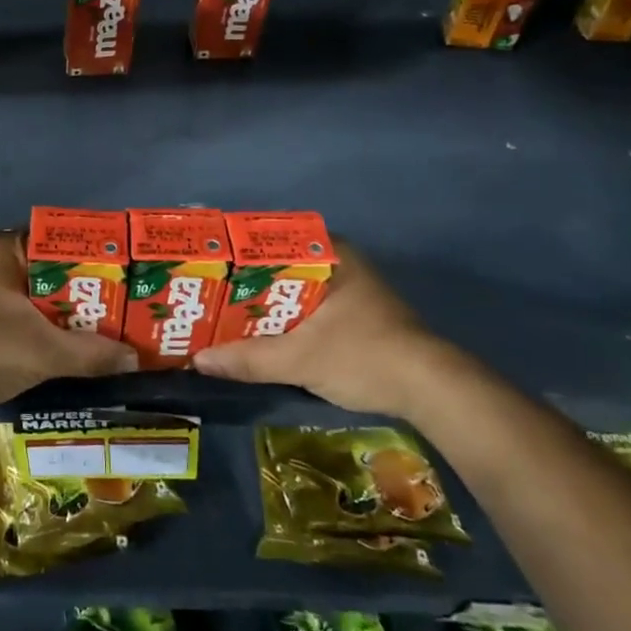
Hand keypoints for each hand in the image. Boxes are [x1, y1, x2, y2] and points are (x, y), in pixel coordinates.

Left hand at [0, 231, 137, 408]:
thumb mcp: (45, 350)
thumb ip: (91, 353)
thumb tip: (134, 359)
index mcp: (4, 249)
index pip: (58, 239)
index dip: (93, 254)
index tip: (124, 270)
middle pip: (51, 270)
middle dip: (85, 289)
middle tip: (124, 304)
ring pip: (37, 296)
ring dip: (66, 313)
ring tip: (107, 327)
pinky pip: (23, 315)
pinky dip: (46, 328)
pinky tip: (72, 346)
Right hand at [191, 243, 477, 418]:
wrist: (432, 391)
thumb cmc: (365, 356)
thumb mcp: (300, 359)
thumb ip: (249, 359)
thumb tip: (198, 360)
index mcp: (330, 254)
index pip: (271, 238)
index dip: (236, 250)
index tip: (206, 263)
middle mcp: (339, 263)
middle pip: (278, 265)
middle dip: (244, 280)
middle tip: (206, 290)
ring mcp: (348, 289)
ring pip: (291, 288)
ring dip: (262, 302)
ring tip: (221, 311)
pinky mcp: (353, 315)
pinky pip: (304, 307)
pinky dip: (281, 317)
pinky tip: (257, 333)